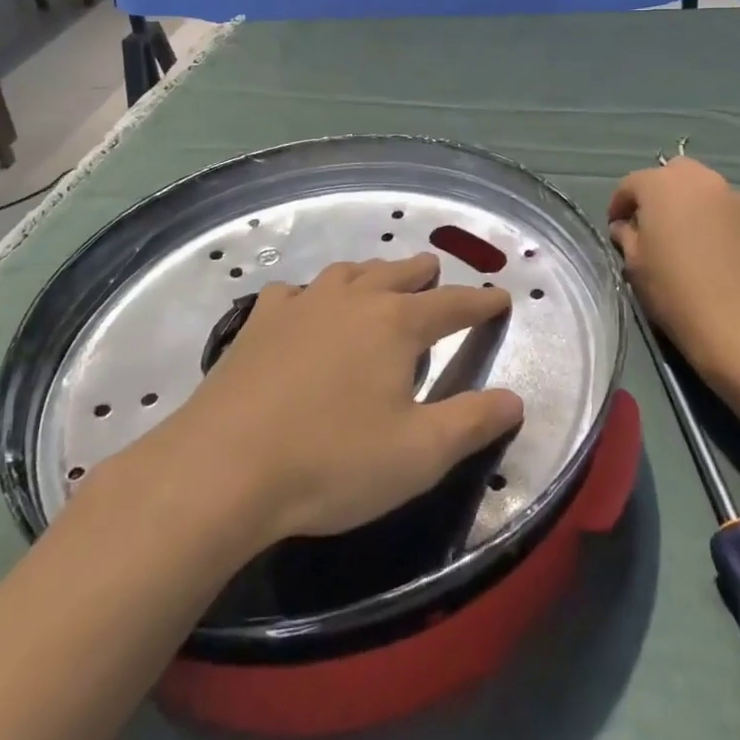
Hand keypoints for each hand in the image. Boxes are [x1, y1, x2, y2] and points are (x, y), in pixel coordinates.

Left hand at [166, 254, 523, 546]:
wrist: (224, 467)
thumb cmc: (333, 462)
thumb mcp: (418, 454)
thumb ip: (472, 423)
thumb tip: (515, 399)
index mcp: (396, 324)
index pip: (452, 305)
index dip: (480, 303)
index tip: (500, 297)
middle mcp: (353, 300)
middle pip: (398, 274)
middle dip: (424, 274)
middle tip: (436, 273)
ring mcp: (302, 305)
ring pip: (348, 273)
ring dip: (372, 273)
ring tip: (380, 278)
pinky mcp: (260, 322)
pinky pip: (295, 292)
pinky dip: (313, 293)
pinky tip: (306, 305)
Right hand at [608, 157, 739, 385]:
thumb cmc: (675, 291)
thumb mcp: (635, 265)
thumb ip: (627, 236)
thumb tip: (626, 228)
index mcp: (661, 185)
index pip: (631, 183)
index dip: (619, 204)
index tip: (616, 227)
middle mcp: (700, 179)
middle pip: (673, 174)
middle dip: (660, 193)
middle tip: (654, 224)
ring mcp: (736, 196)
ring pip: (706, 190)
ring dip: (692, 205)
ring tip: (689, 236)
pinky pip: (731, 210)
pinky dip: (719, 220)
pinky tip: (718, 250)